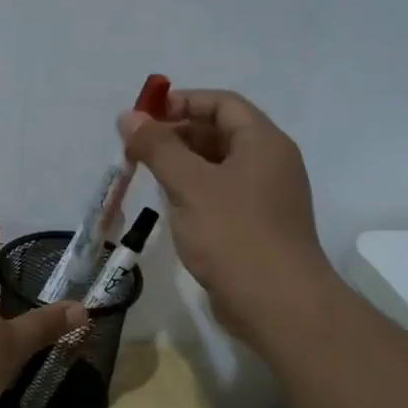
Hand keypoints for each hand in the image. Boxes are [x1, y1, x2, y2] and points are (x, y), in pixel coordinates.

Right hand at [117, 89, 338, 343]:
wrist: (277, 304)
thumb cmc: (234, 235)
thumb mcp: (189, 185)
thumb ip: (158, 147)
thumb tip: (129, 116)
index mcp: (264, 143)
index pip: (222, 104)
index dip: (183, 102)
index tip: (145, 116)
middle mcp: (270, 163)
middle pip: (221, 132)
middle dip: (178, 134)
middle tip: (138, 148)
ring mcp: (265, 197)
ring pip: (219, 166)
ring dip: (183, 164)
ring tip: (147, 175)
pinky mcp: (256, 226)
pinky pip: (222, 194)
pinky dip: (194, 191)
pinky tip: (170, 205)